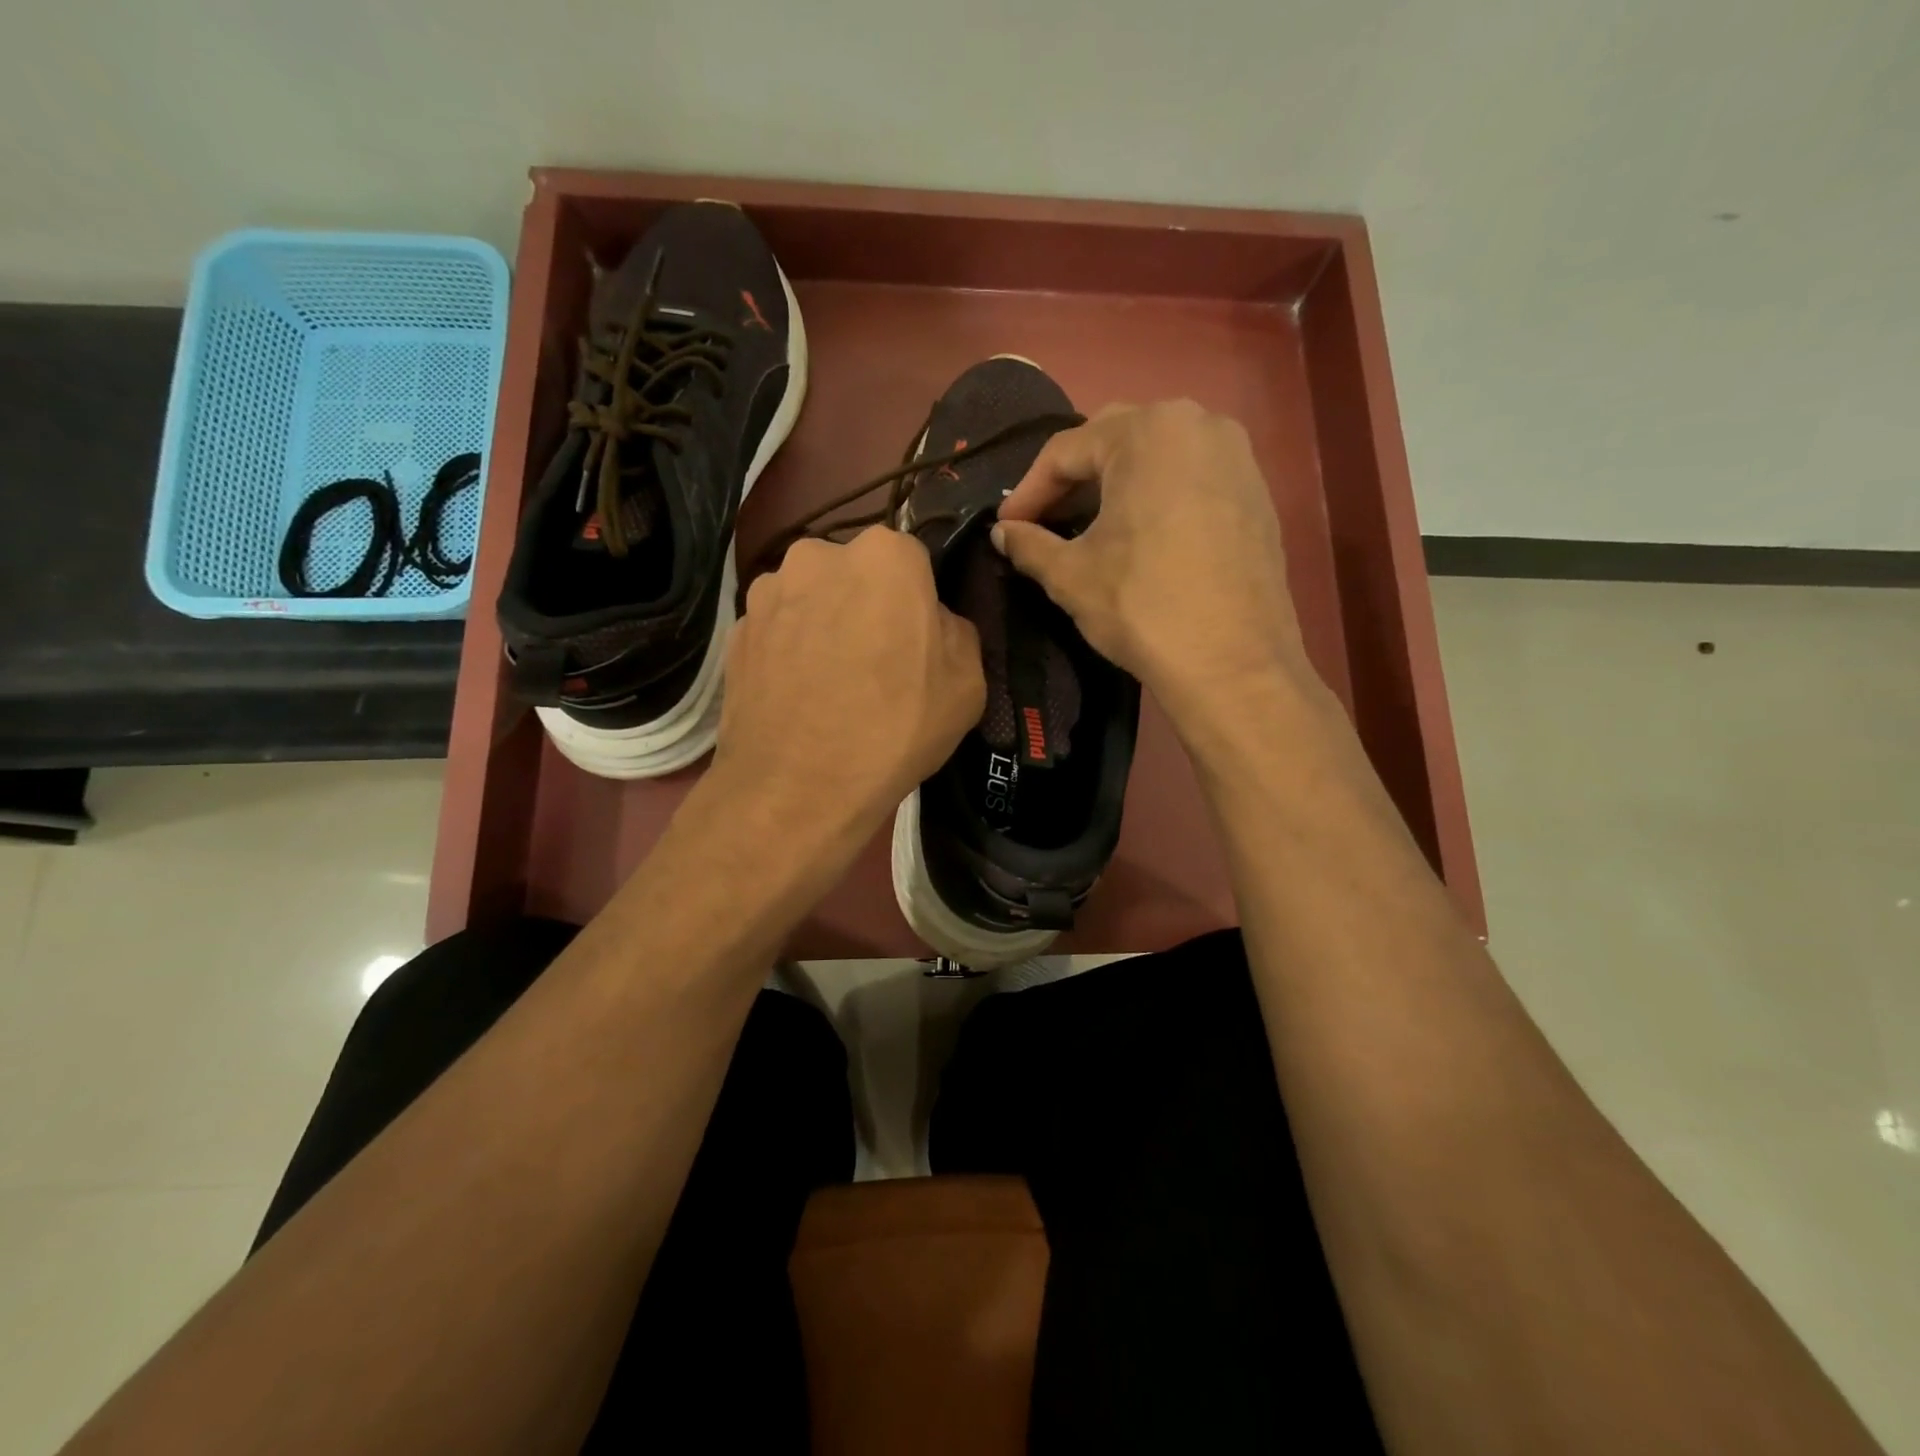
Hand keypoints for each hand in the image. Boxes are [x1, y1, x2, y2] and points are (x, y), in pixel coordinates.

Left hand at [715, 528, 985, 839]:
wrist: (798, 788)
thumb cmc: (896, 728)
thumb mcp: (968, 682)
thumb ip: (955, 630)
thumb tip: (932, 623)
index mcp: (885, 555)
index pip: (913, 560)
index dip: (918, 601)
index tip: (918, 640)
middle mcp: (818, 555)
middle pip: (856, 573)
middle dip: (868, 604)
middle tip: (876, 662)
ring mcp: (767, 592)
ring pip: (812, 599)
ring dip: (824, 625)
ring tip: (830, 684)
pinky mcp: (734, 632)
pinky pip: (777, 631)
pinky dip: (789, 652)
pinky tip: (798, 697)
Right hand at [993, 400, 1308, 724]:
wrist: (1233, 663)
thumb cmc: (1142, 606)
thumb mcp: (1071, 575)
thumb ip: (1030, 544)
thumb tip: (1003, 533)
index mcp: (1148, 431)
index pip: (1066, 450)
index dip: (1028, 491)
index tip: (1007, 527)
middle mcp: (1198, 424)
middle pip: (1114, 441)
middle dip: (1072, 480)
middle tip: (1045, 521)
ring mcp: (1237, 456)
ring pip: (1157, 457)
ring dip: (1115, 487)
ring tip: (1089, 529)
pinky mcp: (1258, 493)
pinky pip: (1191, 478)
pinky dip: (1157, 497)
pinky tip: (1140, 538)